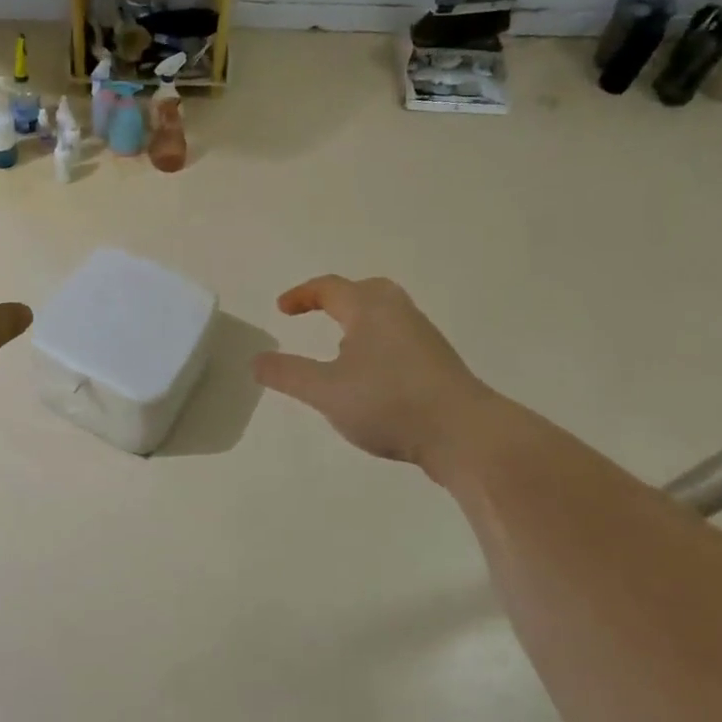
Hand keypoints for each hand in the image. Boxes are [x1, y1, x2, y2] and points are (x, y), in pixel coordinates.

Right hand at [254, 275, 493, 469]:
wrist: (465, 433)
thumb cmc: (389, 402)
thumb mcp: (326, 391)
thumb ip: (288, 374)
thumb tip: (256, 360)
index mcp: (370, 308)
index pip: (329, 288)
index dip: (302, 296)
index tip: (282, 310)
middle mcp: (398, 312)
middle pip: (364, 292)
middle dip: (336, 300)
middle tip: (317, 315)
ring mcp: (423, 336)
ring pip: (384, 316)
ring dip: (358, 324)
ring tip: (340, 350)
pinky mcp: (438, 362)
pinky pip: (398, 339)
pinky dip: (376, 344)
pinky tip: (372, 378)